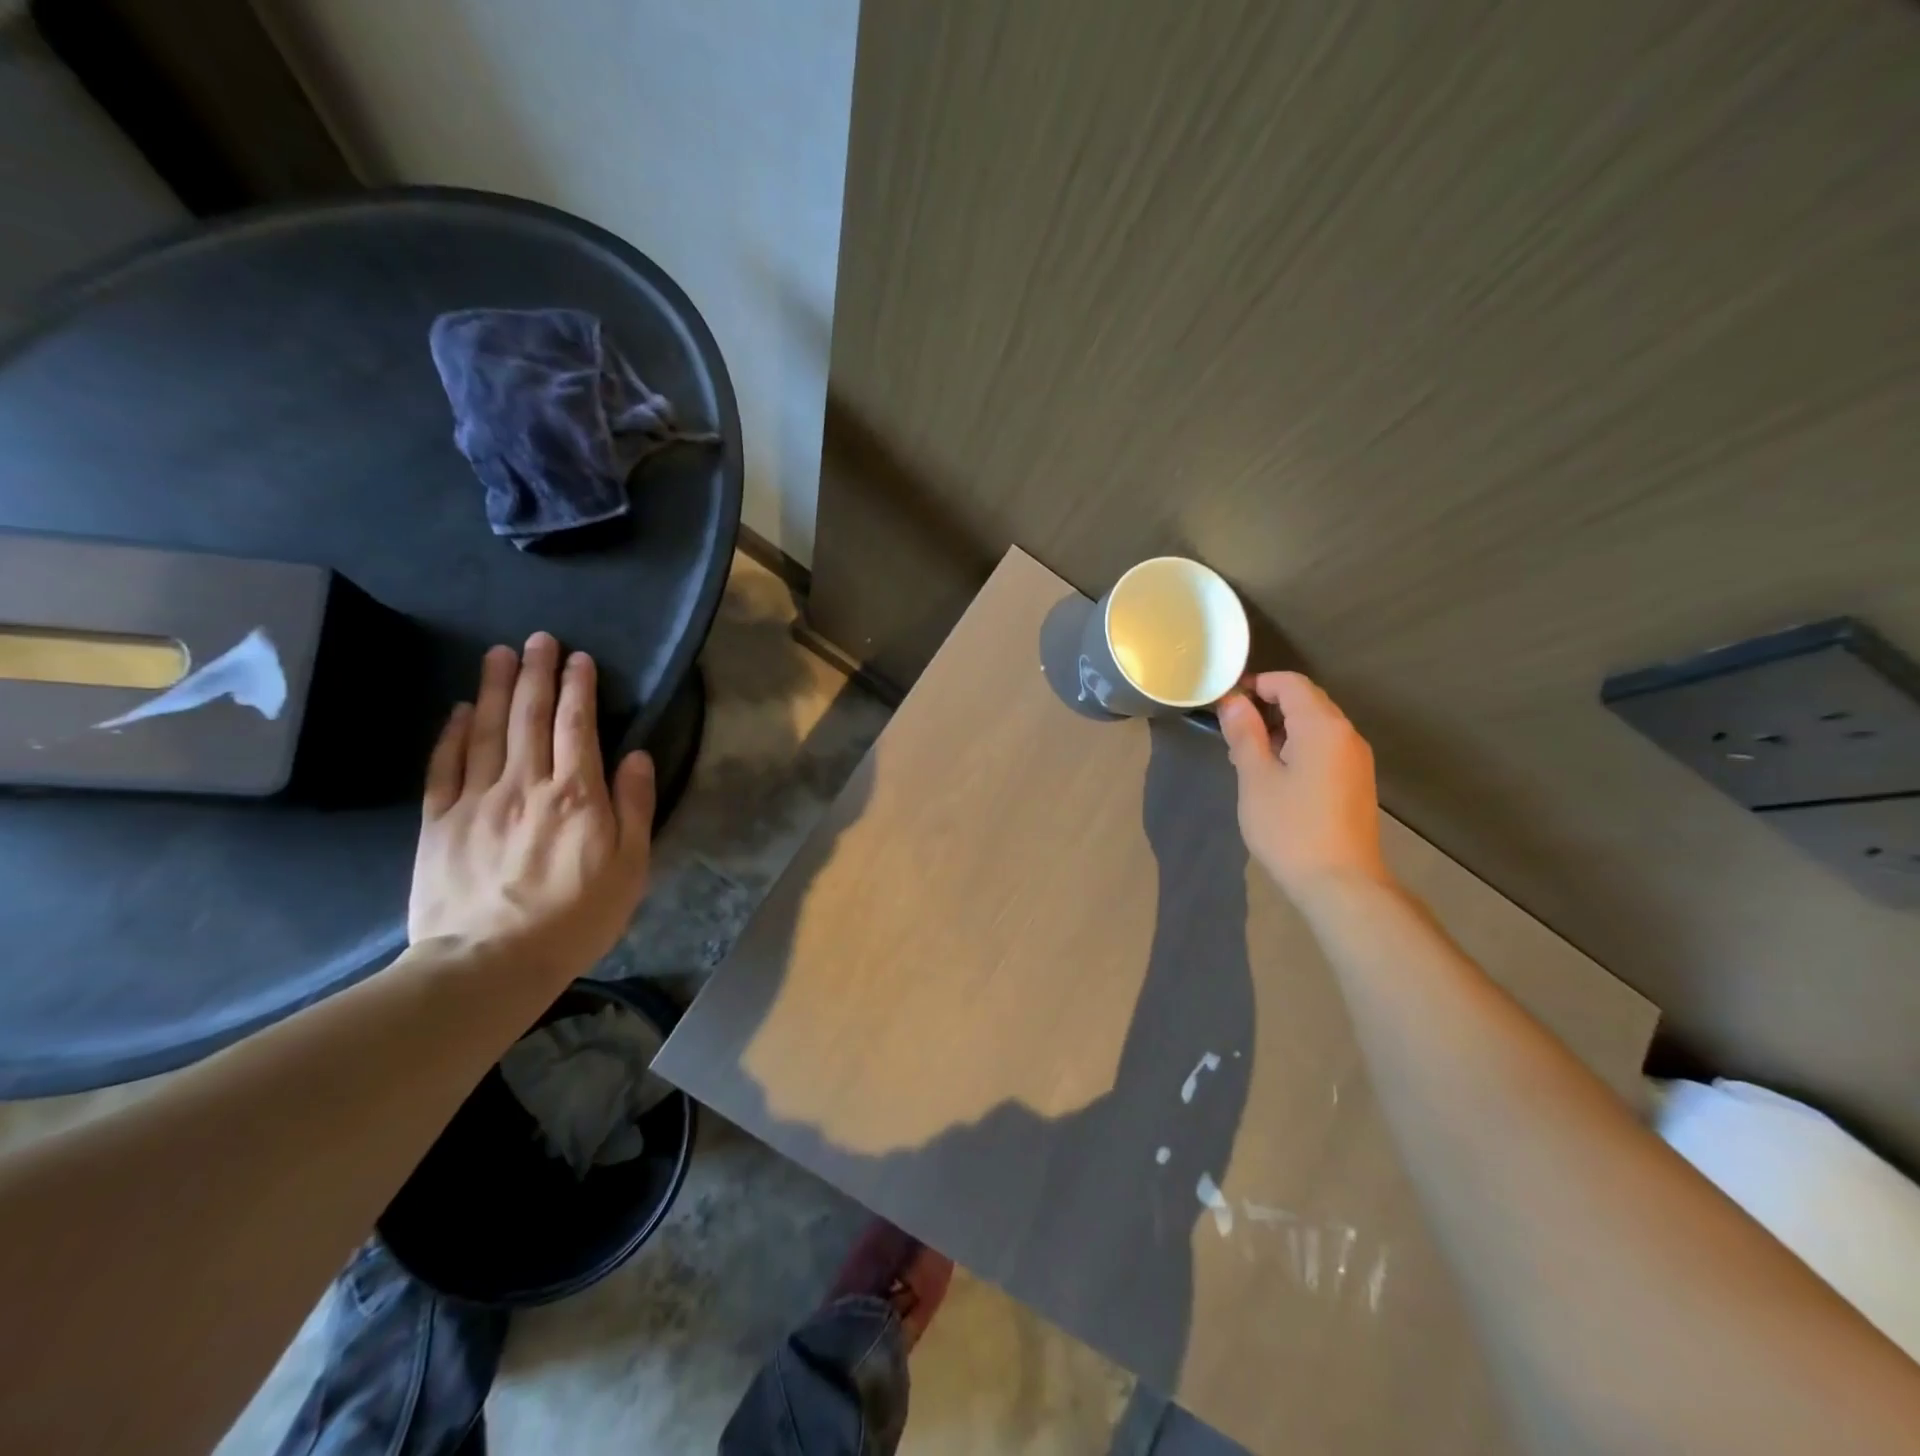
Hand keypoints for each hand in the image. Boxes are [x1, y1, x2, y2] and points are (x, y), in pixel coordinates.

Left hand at [408, 633, 655, 987]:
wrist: (489, 963)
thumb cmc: (576, 918)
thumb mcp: (630, 868)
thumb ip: (634, 807)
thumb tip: (635, 756)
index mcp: (577, 796)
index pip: (578, 727)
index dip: (579, 688)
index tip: (579, 658)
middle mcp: (527, 785)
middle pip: (531, 718)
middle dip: (538, 674)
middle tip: (539, 639)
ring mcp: (477, 800)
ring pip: (488, 731)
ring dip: (496, 688)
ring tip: (500, 654)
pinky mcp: (439, 821)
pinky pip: (446, 766)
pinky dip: (453, 733)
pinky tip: (460, 709)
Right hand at [1217, 672, 1389, 900]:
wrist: (1341, 883)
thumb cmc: (1291, 828)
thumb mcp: (1256, 778)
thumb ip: (1245, 734)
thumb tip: (1233, 701)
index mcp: (1322, 726)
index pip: (1290, 683)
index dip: (1257, 684)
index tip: (1226, 702)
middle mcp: (1346, 734)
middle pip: (1306, 701)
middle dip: (1267, 707)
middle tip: (1232, 732)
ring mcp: (1355, 760)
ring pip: (1315, 727)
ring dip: (1280, 730)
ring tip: (1247, 757)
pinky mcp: (1355, 782)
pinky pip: (1324, 748)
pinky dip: (1297, 748)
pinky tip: (1274, 777)